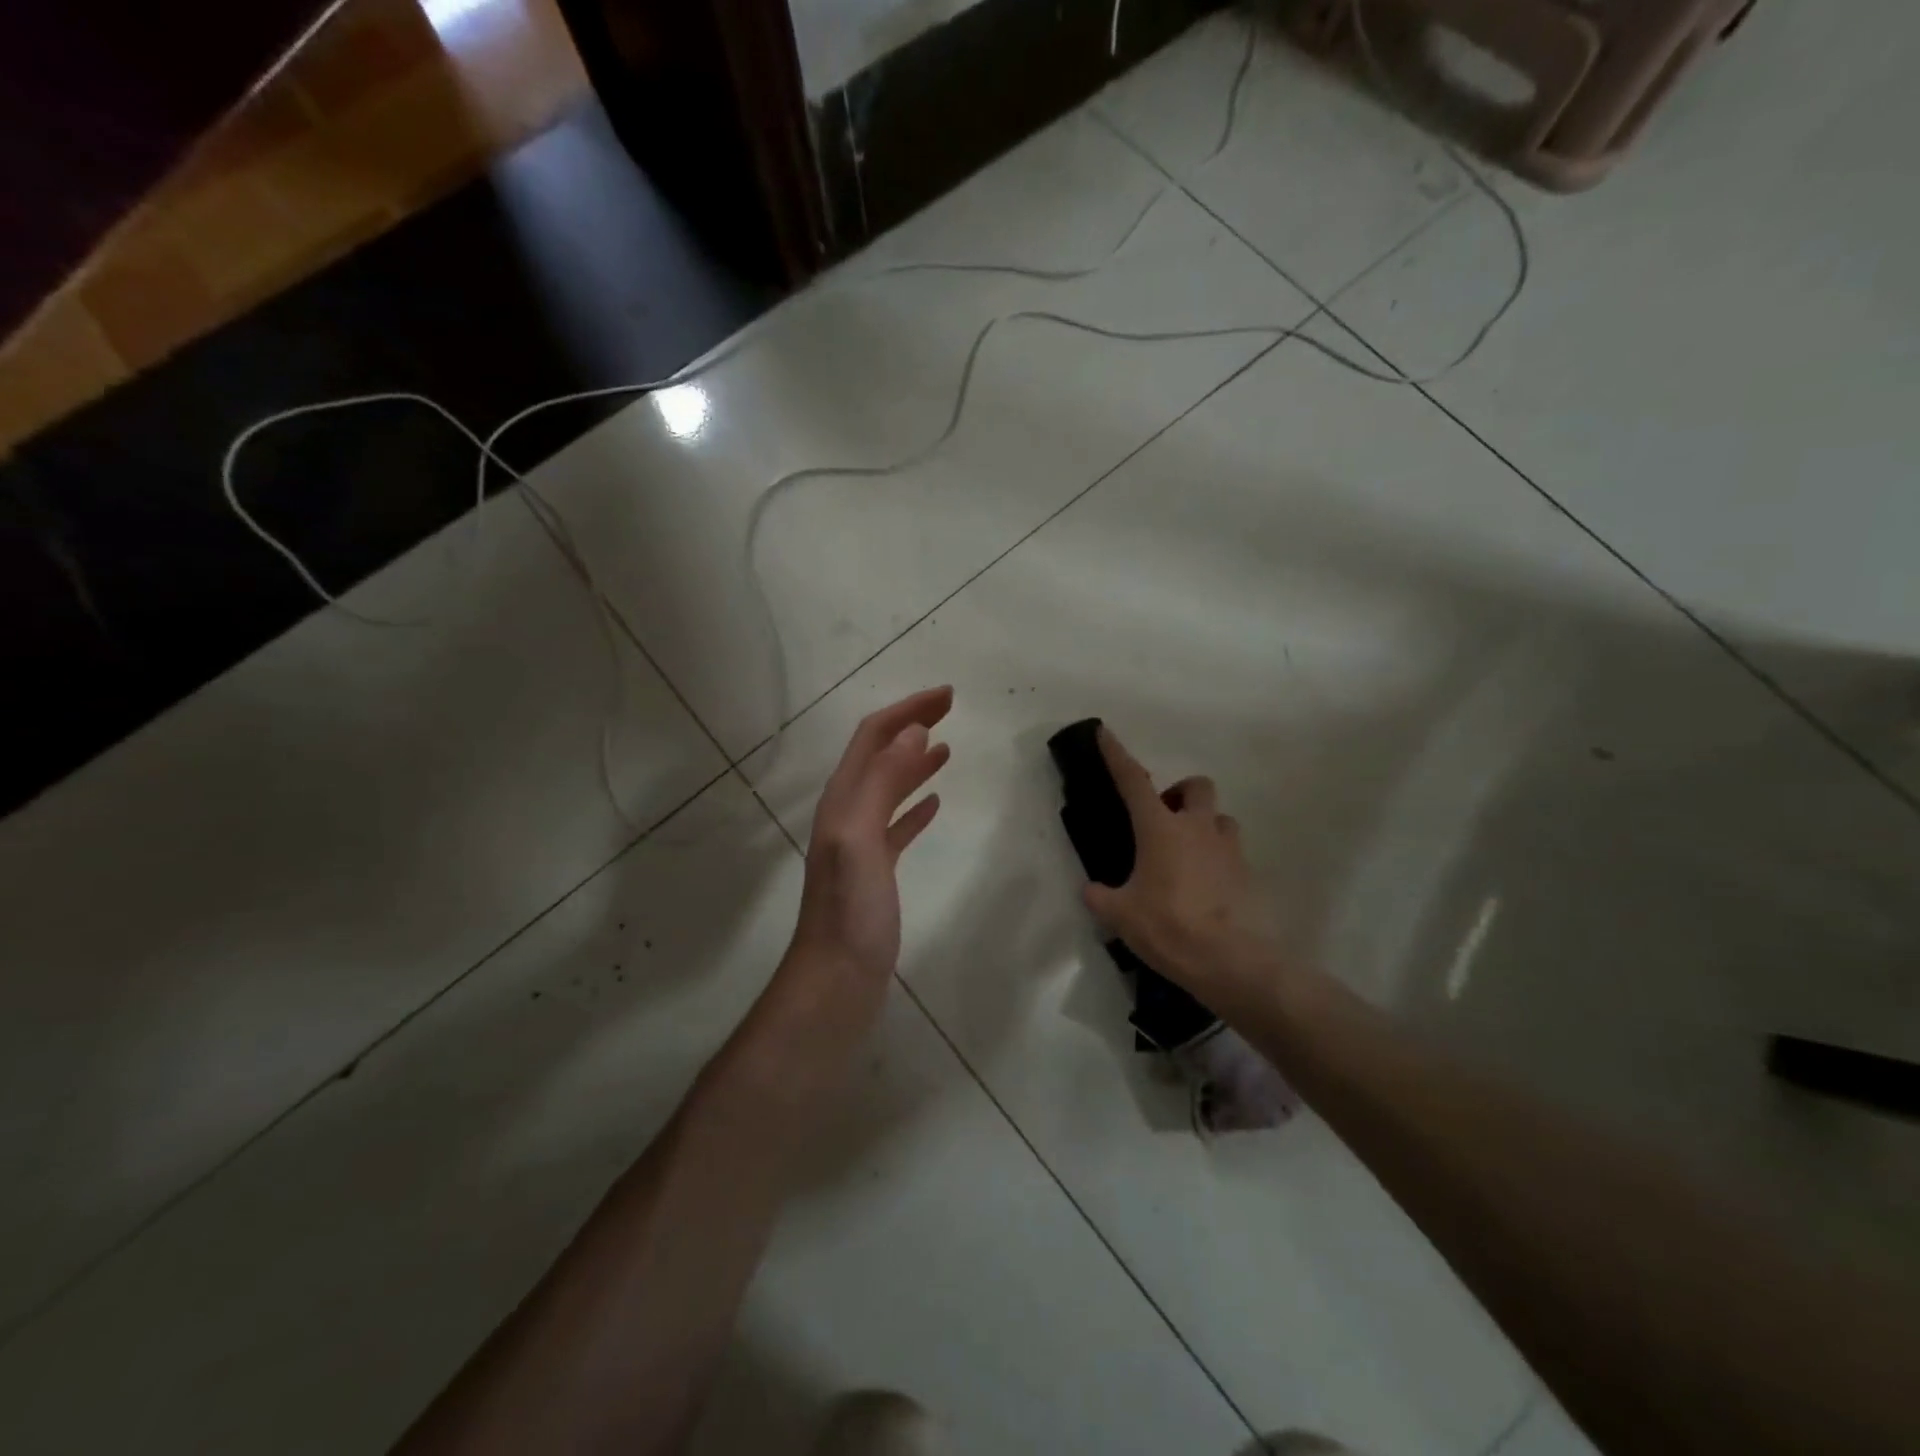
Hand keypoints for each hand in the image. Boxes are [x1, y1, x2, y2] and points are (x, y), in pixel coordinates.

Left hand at [786, 687, 952, 994]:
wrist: (835, 982)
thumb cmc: (850, 912)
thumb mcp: (862, 838)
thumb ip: (883, 782)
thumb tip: (913, 730)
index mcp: (843, 800)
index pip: (874, 737)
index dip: (907, 710)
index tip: (947, 696)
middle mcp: (847, 814)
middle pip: (880, 756)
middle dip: (911, 727)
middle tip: (949, 709)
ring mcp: (860, 845)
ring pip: (889, 789)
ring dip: (914, 763)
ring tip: (945, 748)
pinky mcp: (875, 873)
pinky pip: (897, 826)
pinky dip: (914, 807)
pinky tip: (935, 804)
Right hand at [1082, 726, 1274, 1003]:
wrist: (1232, 962)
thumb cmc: (1169, 927)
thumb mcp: (1120, 915)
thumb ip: (1100, 896)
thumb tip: (1091, 890)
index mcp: (1160, 828)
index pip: (1133, 780)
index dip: (1116, 754)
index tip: (1105, 732)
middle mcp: (1197, 828)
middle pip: (1195, 786)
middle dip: (1179, 794)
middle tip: (1162, 820)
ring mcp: (1228, 849)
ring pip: (1218, 818)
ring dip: (1202, 826)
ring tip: (1185, 856)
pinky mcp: (1248, 873)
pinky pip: (1231, 853)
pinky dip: (1216, 859)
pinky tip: (1203, 888)